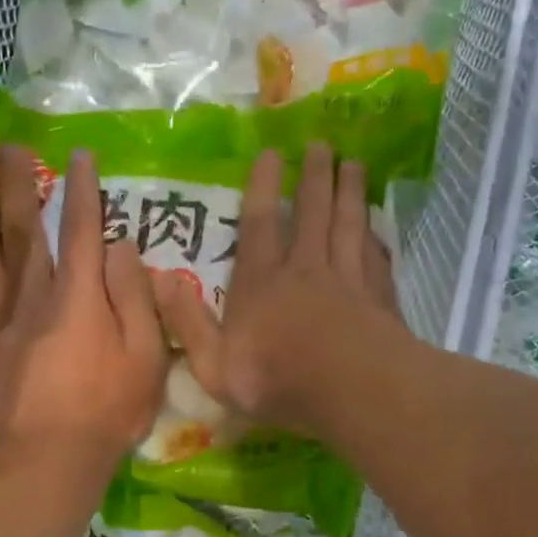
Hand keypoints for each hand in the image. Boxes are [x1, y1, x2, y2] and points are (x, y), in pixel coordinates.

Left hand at [0, 146, 165, 476]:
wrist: (53, 461)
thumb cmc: (111, 410)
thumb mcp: (147, 355)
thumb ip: (136, 297)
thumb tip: (120, 247)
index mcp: (78, 298)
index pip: (81, 232)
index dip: (81, 192)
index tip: (79, 157)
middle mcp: (32, 299)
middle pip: (23, 235)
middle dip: (19, 188)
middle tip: (11, 150)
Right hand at [156, 142, 402, 438]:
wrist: (352, 391)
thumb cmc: (278, 380)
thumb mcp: (214, 364)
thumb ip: (188, 322)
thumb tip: (159, 280)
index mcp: (261, 284)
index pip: (259, 225)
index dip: (262, 187)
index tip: (272, 154)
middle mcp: (305, 270)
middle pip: (311, 213)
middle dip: (314, 177)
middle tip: (322, 145)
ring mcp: (347, 280)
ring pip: (348, 225)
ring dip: (350, 193)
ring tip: (354, 165)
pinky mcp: (379, 298)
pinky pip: (376, 256)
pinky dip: (376, 236)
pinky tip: (378, 226)